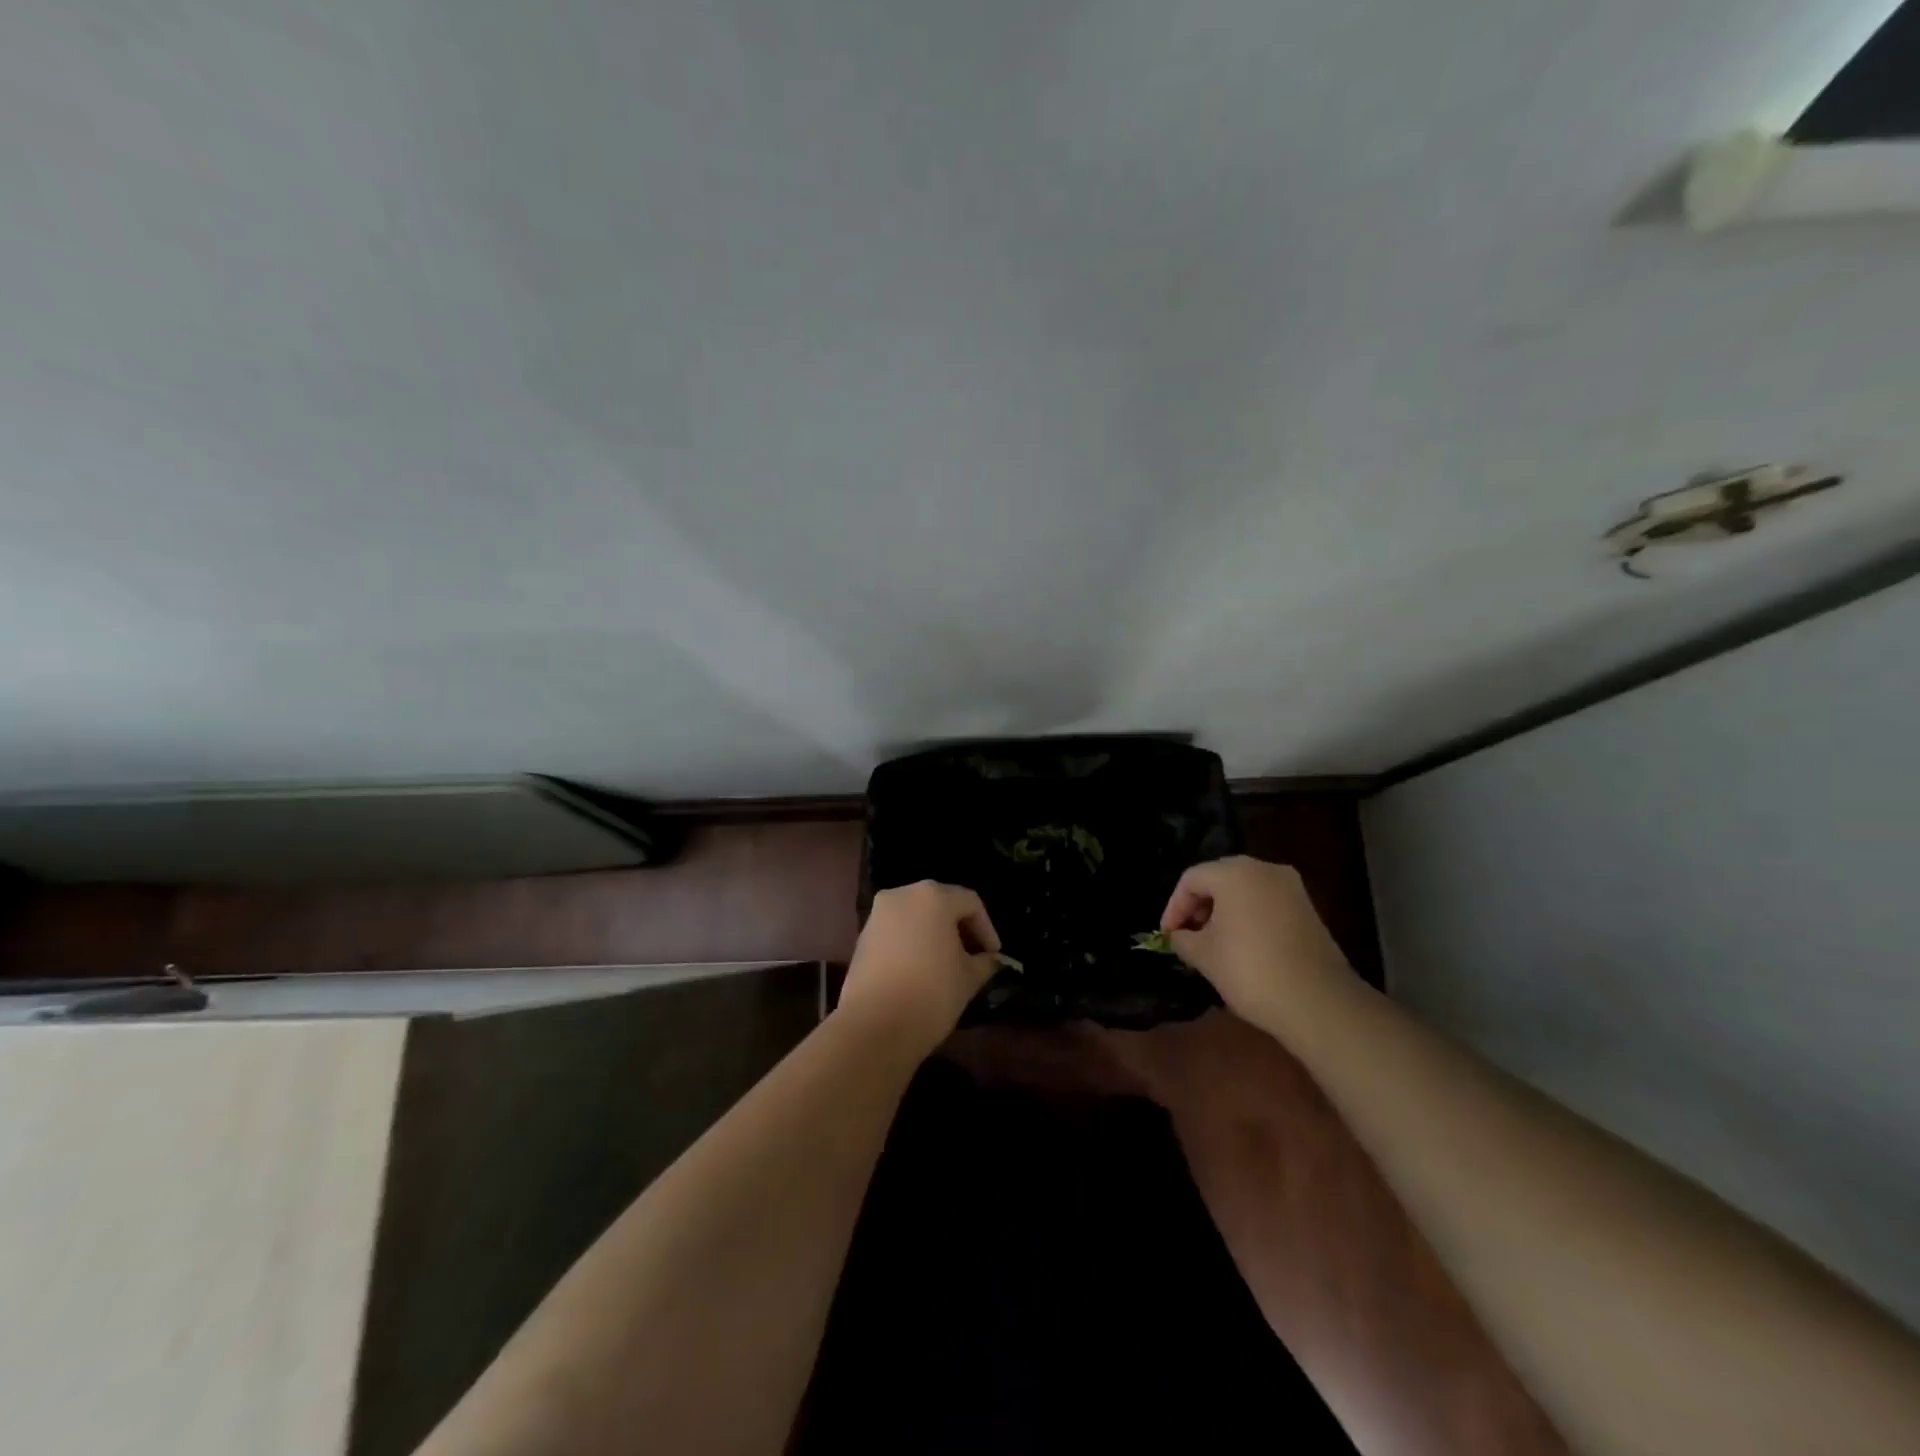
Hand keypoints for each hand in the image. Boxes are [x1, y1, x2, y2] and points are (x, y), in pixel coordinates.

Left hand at [840, 882, 1001, 1058]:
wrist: (874, 1025)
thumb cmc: (931, 993)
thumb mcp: (968, 979)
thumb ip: (984, 962)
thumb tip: (989, 960)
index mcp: (933, 896)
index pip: (970, 902)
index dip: (986, 928)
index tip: (993, 955)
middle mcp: (903, 895)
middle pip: (940, 903)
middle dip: (959, 927)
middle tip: (973, 955)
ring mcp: (878, 914)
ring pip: (916, 915)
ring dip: (934, 933)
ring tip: (947, 964)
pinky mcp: (863, 936)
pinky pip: (896, 930)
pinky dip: (912, 942)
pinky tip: (920, 968)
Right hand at [1160, 856, 1353, 1032]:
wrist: (1318, 1002)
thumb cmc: (1250, 971)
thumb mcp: (1204, 956)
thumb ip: (1183, 938)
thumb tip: (1178, 936)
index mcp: (1234, 873)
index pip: (1191, 879)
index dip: (1174, 906)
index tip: (1168, 935)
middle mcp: (1264, 869)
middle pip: (1219, 877)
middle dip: (1199, 904)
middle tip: (1188, 933)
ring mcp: (1291, 887)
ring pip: (1244, 888)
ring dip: (1223, 909)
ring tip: (1213, 941)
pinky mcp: (1308, 908)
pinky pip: (1266, 901)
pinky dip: (1248, 914)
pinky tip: (1242, 944)